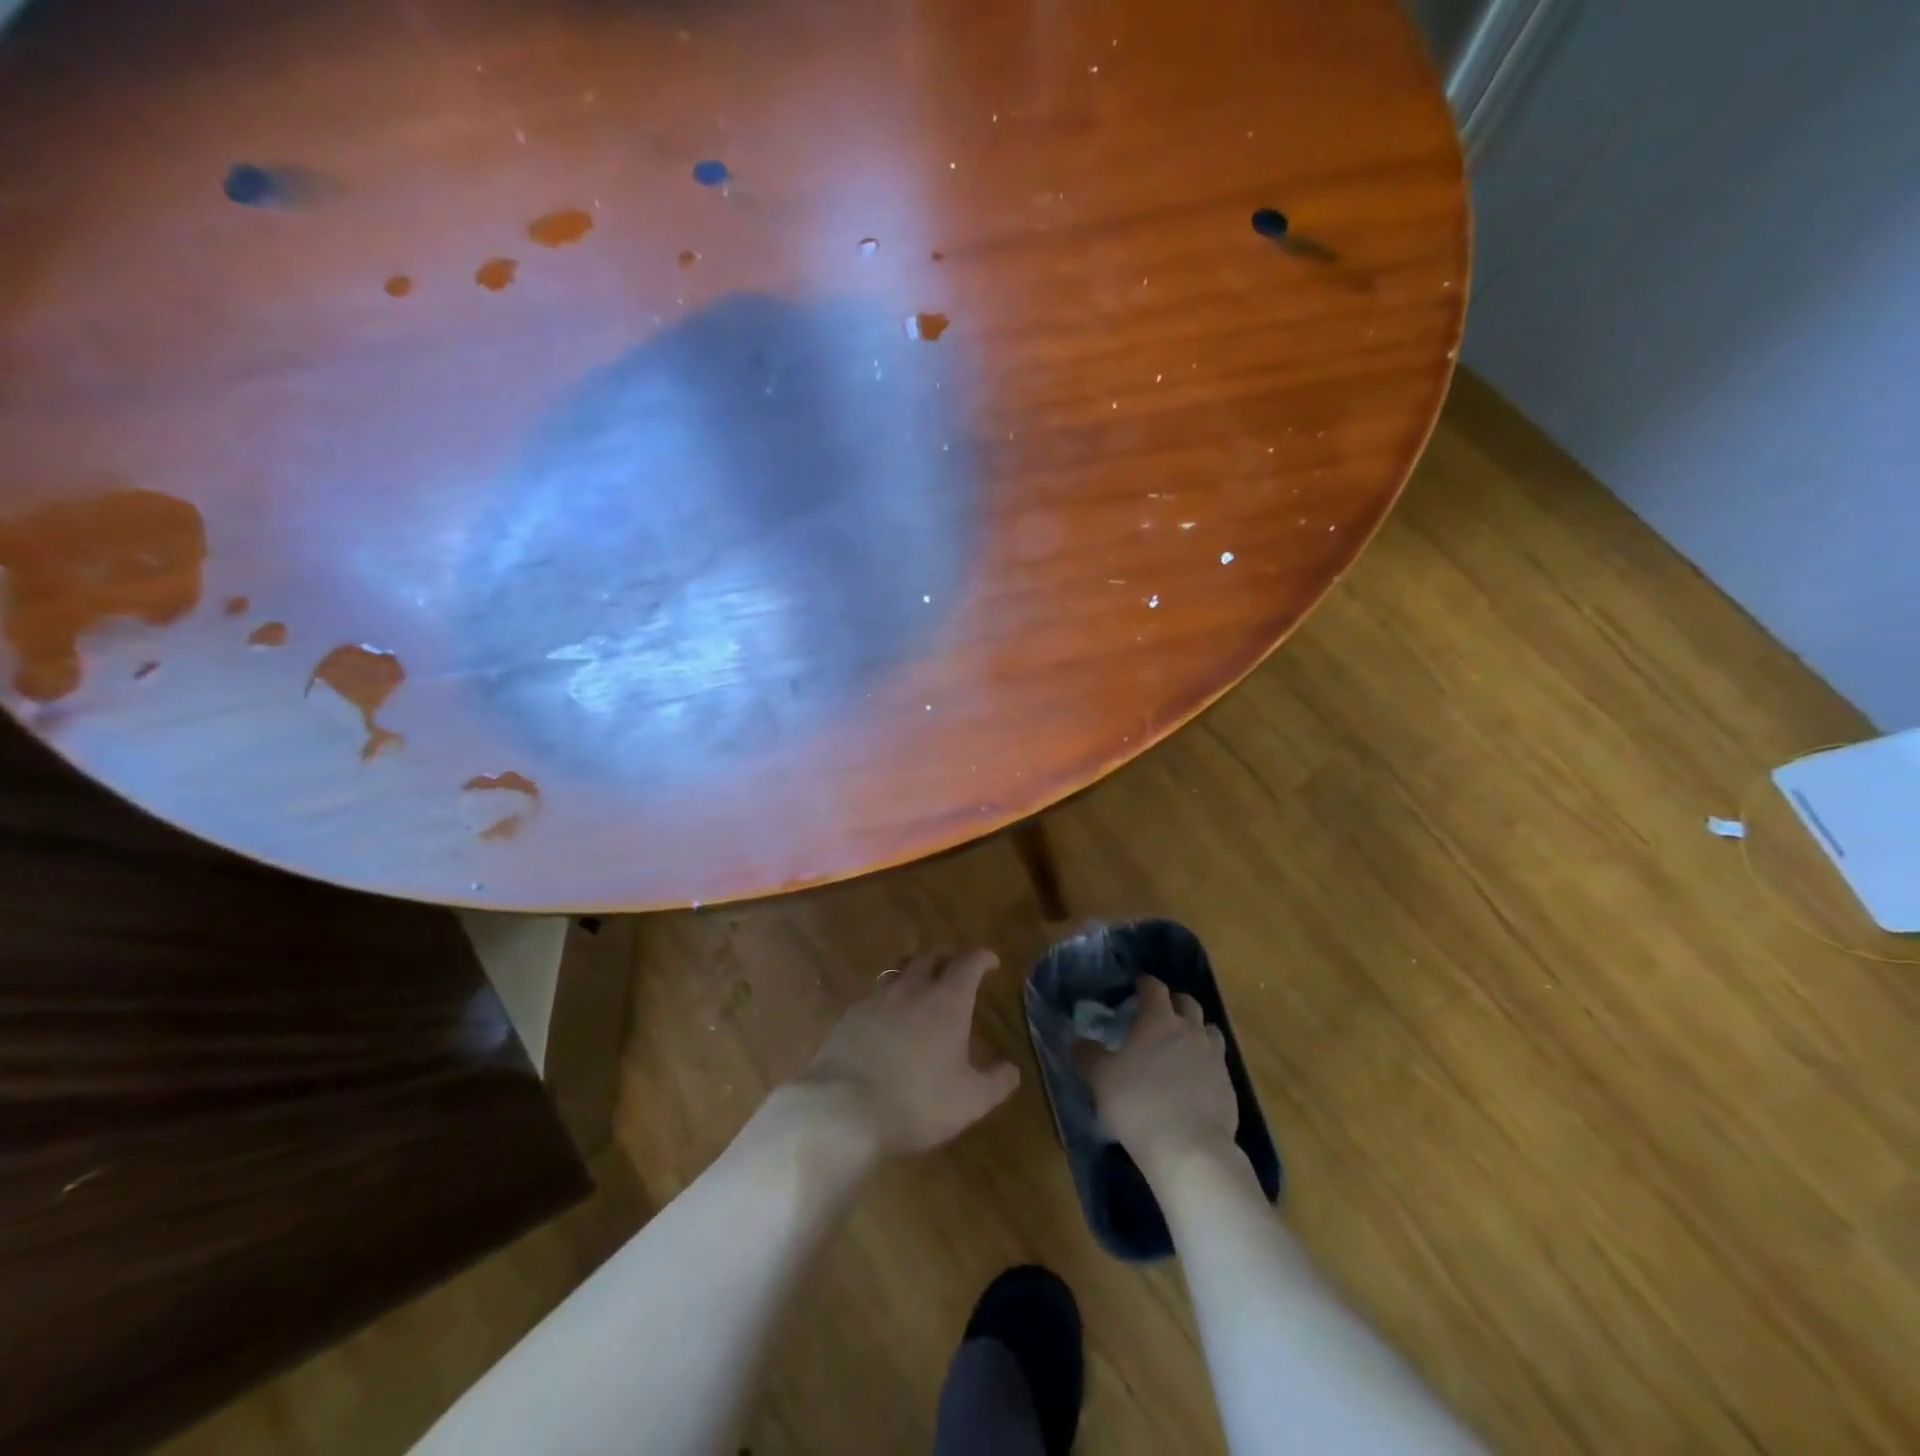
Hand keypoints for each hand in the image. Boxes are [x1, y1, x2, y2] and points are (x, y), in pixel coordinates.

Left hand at [798, 948, 1020, 1157]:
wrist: (844, 1109)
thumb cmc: (917, 1102)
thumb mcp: (969, 1101)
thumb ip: (996, 1082)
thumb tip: (1012, 1069)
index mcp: (947, 1001)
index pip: (968, 963)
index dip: (982, 958)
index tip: (991, 961)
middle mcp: (912, 989)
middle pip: (931, 956)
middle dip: (948, 957)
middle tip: (956, 967)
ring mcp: (877, 999)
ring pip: (899, 970)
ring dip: (915, 971)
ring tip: (921, 984)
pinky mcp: (850, 1016)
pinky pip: (875, 995)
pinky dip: (888, 998)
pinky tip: (887, 1018)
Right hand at [1078, 976, 1237, 1169]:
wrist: (1190, 1150)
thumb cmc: (1139, 1105)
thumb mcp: (1101, 1079)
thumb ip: (1088, 1055)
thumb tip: (1078, 1042)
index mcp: (1158, 1020)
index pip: (1154, 988)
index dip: (1144, 985)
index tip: (1136, 989)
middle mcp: (1189, 1030)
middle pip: (1187, 1003)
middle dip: (1173, 1003)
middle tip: (1158, 1016)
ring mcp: (1214, 1057)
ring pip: (1208, 1030)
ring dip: (1195, 1031)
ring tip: (1180, 1046)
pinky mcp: (1228, 1086)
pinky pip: (1217, 1062)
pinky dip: (1205, 1063)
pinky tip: (1193, 1082)